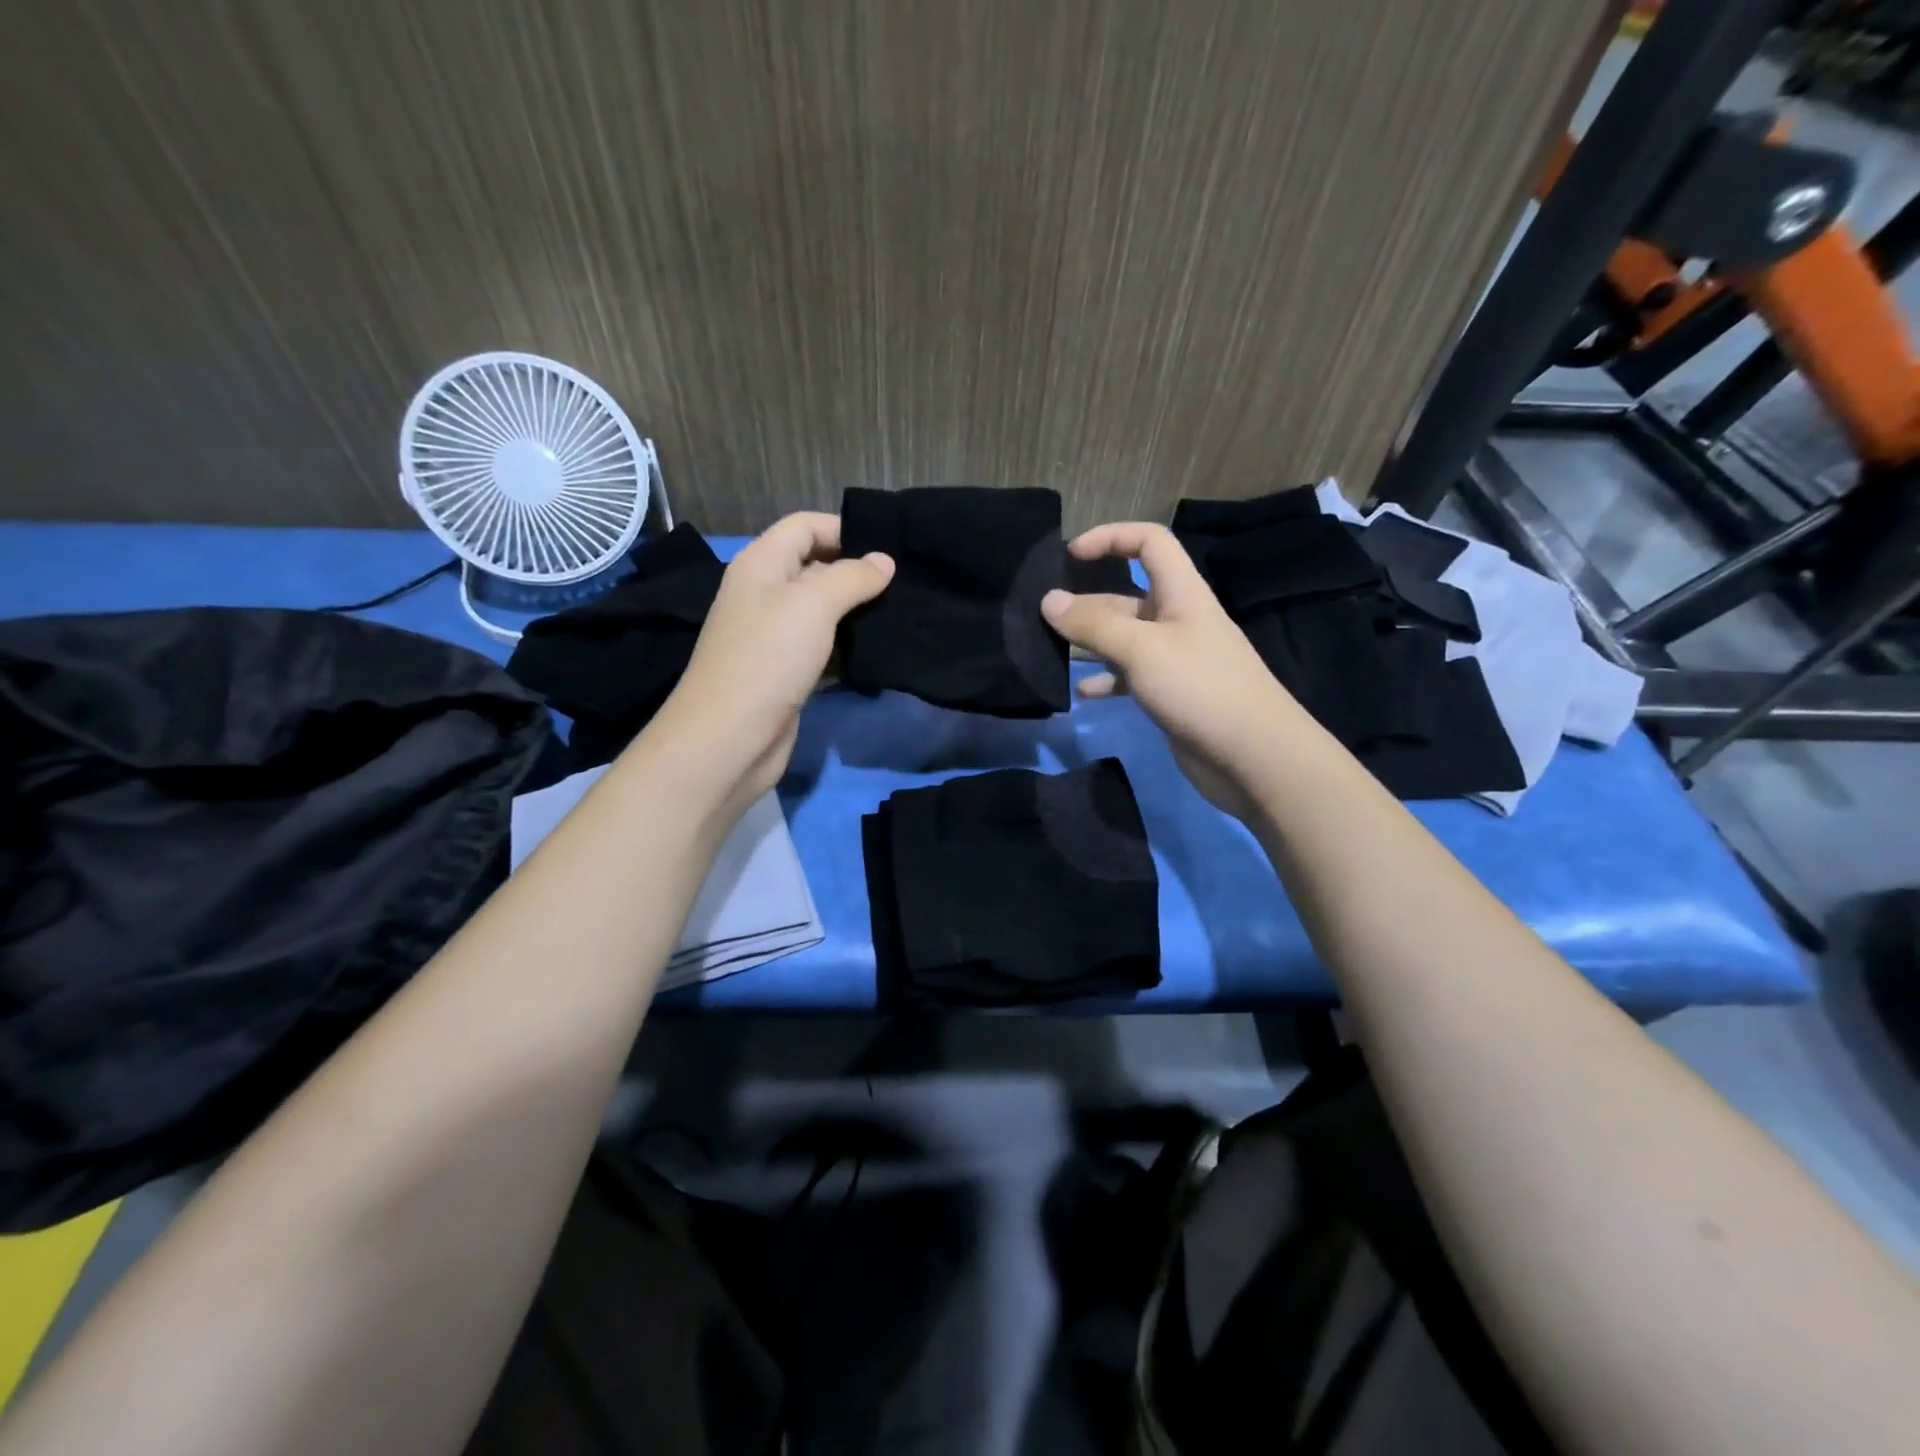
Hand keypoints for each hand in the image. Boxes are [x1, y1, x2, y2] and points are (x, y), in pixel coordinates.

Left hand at [657, 512, 893, 802]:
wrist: (731, 738)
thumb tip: (884, 561)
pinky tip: (878, 650)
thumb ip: (852, 577)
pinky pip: (823, 648)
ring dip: (857, 612)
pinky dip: (848, 647)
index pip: (804, 526)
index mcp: (761, 564)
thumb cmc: (769, 658)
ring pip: (823, 611)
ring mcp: (774, 636)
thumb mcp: (813, 604)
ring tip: (900, 613)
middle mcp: (765, 594)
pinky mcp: (787, 672)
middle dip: (857, 572)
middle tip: (904, 583)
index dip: (843, 529)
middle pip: (815, 567)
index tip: (888, 548)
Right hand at [1041, 522, 1310, 819]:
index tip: (1070, 555)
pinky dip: (1106, 680)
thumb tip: (1049, 600)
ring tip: (1051, 653)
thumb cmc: (1199, 688)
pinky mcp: (1170, 693)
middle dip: (1087, 602)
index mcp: (1181, 593)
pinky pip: (1129, 676)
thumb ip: (1094, 624)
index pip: (1149, 543)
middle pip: (1127, 595)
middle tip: (1044, 617)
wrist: (1253, 756)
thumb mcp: (1141, 649)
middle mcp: (1177, 619)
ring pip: (1123, 638)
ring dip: (1090, 643)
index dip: (1110, 537)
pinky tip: (1081, 693)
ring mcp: (1174, 658)